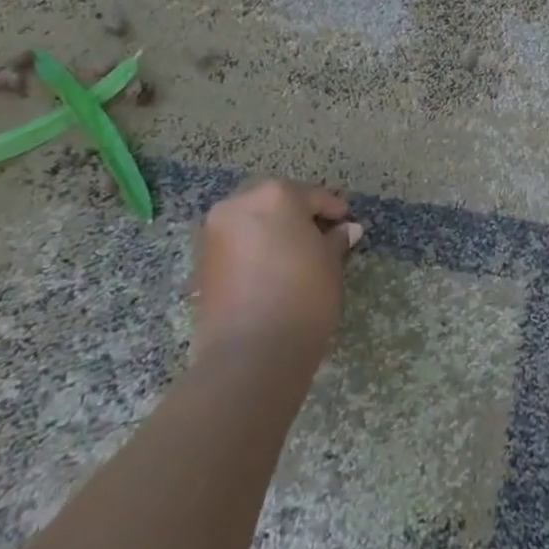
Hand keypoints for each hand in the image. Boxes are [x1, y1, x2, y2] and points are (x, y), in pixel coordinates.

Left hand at [193, 178, 362, 362]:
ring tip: (294, 252)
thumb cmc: (302, 296)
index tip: (346, 223)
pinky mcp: (201, 261)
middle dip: (295, 212)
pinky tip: (270, 267)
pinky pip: (234, 242)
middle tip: (318, 233)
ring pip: (249, 219)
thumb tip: (347, 230)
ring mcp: (214, 232)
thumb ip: (335, 240)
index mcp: (276, 195)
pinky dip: (252, 247)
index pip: (312, 195)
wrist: (250, 353)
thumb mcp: (330, 264)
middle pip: (274, 199)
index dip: (332, 209)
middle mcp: (239, 204)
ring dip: (270, 228)